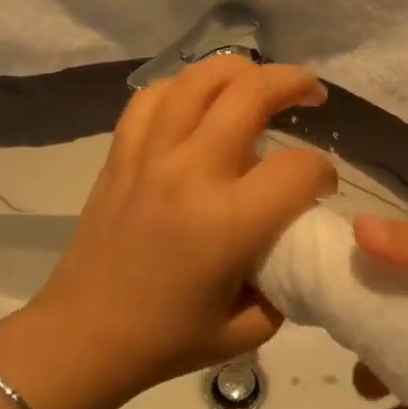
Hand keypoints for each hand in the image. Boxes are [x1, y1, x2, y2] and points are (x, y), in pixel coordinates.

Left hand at [29, 55, 336, 398]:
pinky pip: (152, 97)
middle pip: (251, 93)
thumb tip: (295, 247)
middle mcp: (190, 172)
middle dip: (294, 82)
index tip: (320, 188)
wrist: (84, 335)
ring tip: (259, 81)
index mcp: (229, 221)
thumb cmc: (167, 339)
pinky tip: (198, 99)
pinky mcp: (120, 154)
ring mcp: (149, 155)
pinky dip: (183, 86)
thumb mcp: (248, 328)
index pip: (298, 168)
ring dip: (240, 70)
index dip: (323, 173)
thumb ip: (286, 284)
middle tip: (311, 92)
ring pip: (199, 79)